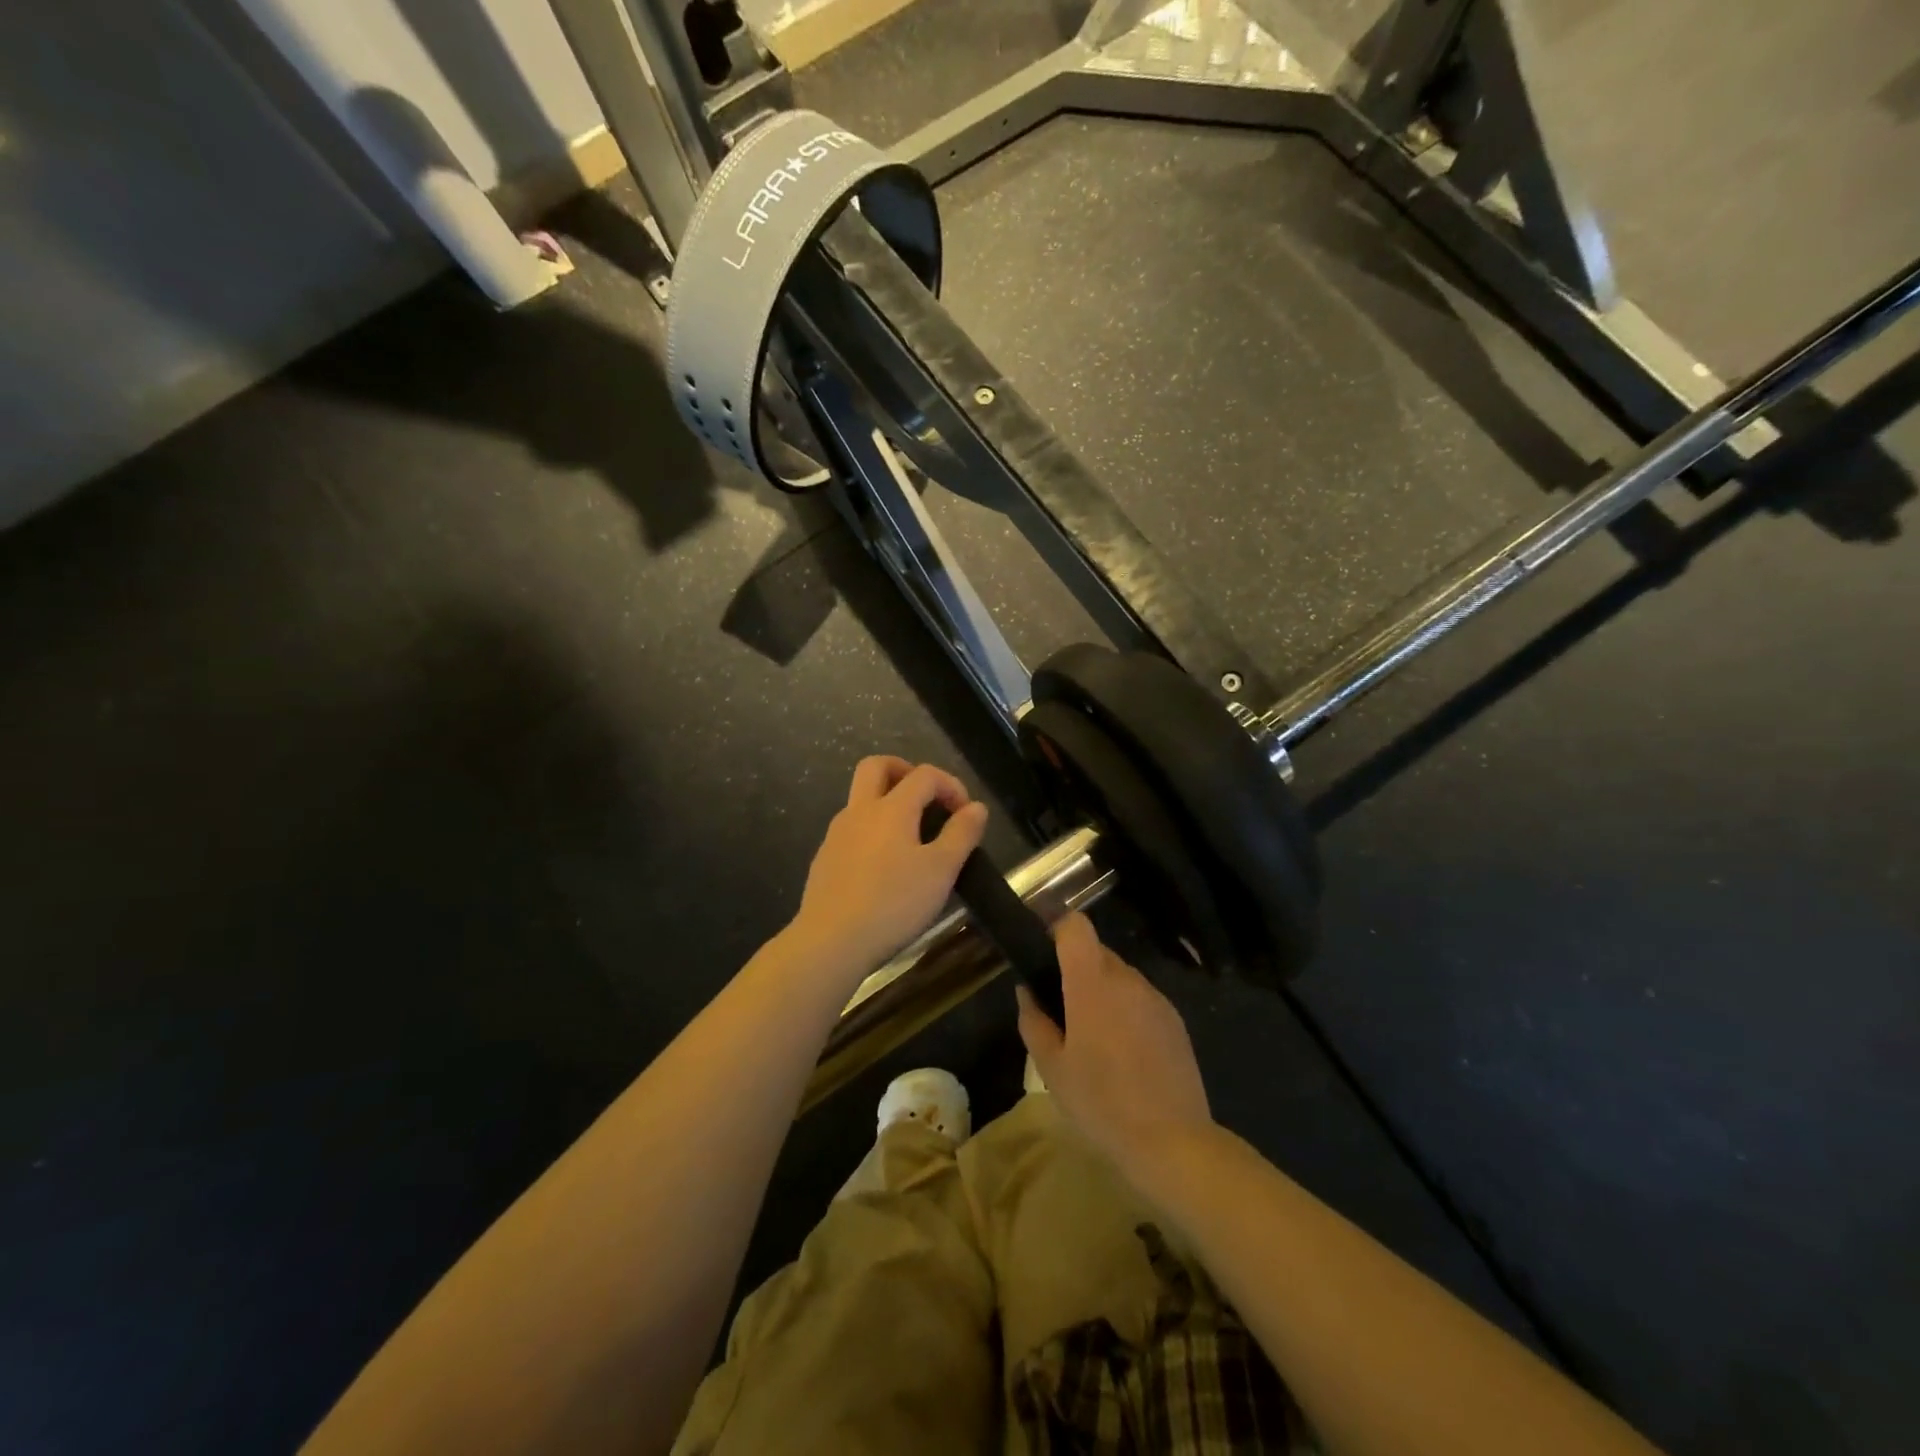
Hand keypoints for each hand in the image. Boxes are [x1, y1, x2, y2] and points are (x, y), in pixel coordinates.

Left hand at [788, 756, 988, 981]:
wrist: (830, 942)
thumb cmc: (893, 903)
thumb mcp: (940, 870)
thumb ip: (961, 834)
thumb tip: (976, 807)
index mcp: (891, 808)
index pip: (924, 775)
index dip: (950, 784)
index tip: (966, 813)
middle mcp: (859, 811)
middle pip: (876, 766)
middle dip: (905, 771)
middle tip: (927, 797)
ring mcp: (836, 835)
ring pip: (860, 799)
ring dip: (887, 803)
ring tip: (912, 838)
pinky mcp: (824, 860)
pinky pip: (851, 830)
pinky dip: (872, 832)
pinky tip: (885, 868)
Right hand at [1017, 913, 1212, 1182]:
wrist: (1173, 1142)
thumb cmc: (1101, 1102)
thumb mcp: (1051, 1068)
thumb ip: (1034, 1021)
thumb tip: (1027, 991)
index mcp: (1092, 983)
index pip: (1075, 925)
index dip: (1056, 929)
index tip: (1043, 954)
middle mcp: (1126, 979)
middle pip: (1097, 951)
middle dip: (1076, 969)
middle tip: (1061, 1010)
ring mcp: (1155, 998)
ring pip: (1120, 976)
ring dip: (1102, 991)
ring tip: (1093, 1038)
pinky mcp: (1175, 1020)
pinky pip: (1141, 999)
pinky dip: (1126, 1011)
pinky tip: (1124, 1054)